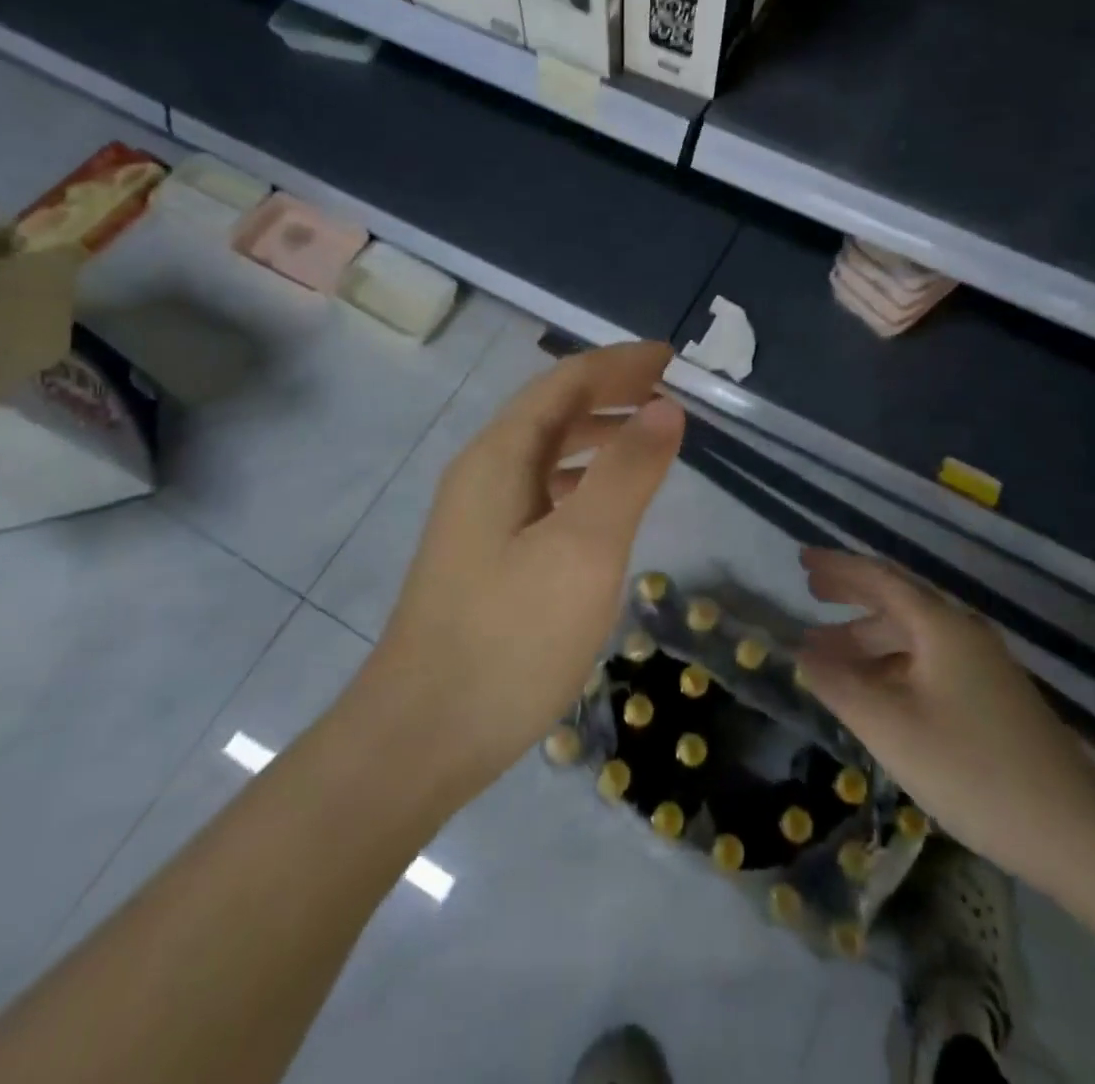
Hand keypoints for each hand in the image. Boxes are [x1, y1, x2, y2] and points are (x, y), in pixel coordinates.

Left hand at [373, 341, 684, 790]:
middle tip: (670, 393)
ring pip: (545, 452)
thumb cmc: (509, 637)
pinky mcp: (483, 554)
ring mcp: (478, 515)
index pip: (565, 381)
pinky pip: (540, 490)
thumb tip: (665, 406)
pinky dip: (580, 478)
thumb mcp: (584, 548)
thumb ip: (627, 472)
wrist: (421, 737)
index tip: (673, 358)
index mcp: (500, 455)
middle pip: (552, 410)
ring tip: (647, 438)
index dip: (620, 362)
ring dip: (596, 434)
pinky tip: (602, 505)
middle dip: (611, 392)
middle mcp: (482, 472)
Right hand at [795, 549, 1094, 895]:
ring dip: (866, 638)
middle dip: (851, 594)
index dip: (837, 566)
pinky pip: (927, 663)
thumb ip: (838, 685)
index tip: (801, 559)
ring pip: (912, 637)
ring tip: (824, 653)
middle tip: (809, 592)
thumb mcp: (890, 727)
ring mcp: (982, 666)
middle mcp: (963, 633)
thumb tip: (801, 654)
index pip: (880, 578)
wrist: (1077, 833)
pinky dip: (890, 665)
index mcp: (941, 626)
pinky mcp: (990, 698)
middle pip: (897, 600)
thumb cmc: (972, 770)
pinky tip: (872, 690)